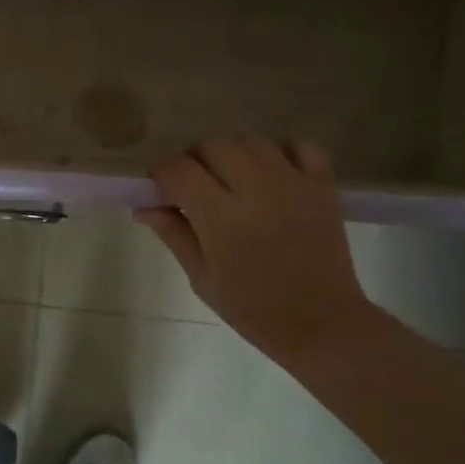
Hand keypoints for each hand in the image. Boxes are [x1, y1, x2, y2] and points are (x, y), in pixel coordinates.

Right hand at [137, 137, 372, 363]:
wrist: (321, 323)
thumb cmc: (252, 308)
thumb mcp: (202, 278)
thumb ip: (173, 234)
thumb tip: (143, 207)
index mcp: (219, 215)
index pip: (178, 169)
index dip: (161, 173)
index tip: (160, 188)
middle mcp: (254, 187)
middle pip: (212, 145)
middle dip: (195, 159)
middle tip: (194, 187)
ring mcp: (292, 181)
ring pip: (251, 140)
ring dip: (232, 153)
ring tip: (231, 179)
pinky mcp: (321, 185)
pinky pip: (299, 146)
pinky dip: (281, 151)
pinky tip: (272, 174)